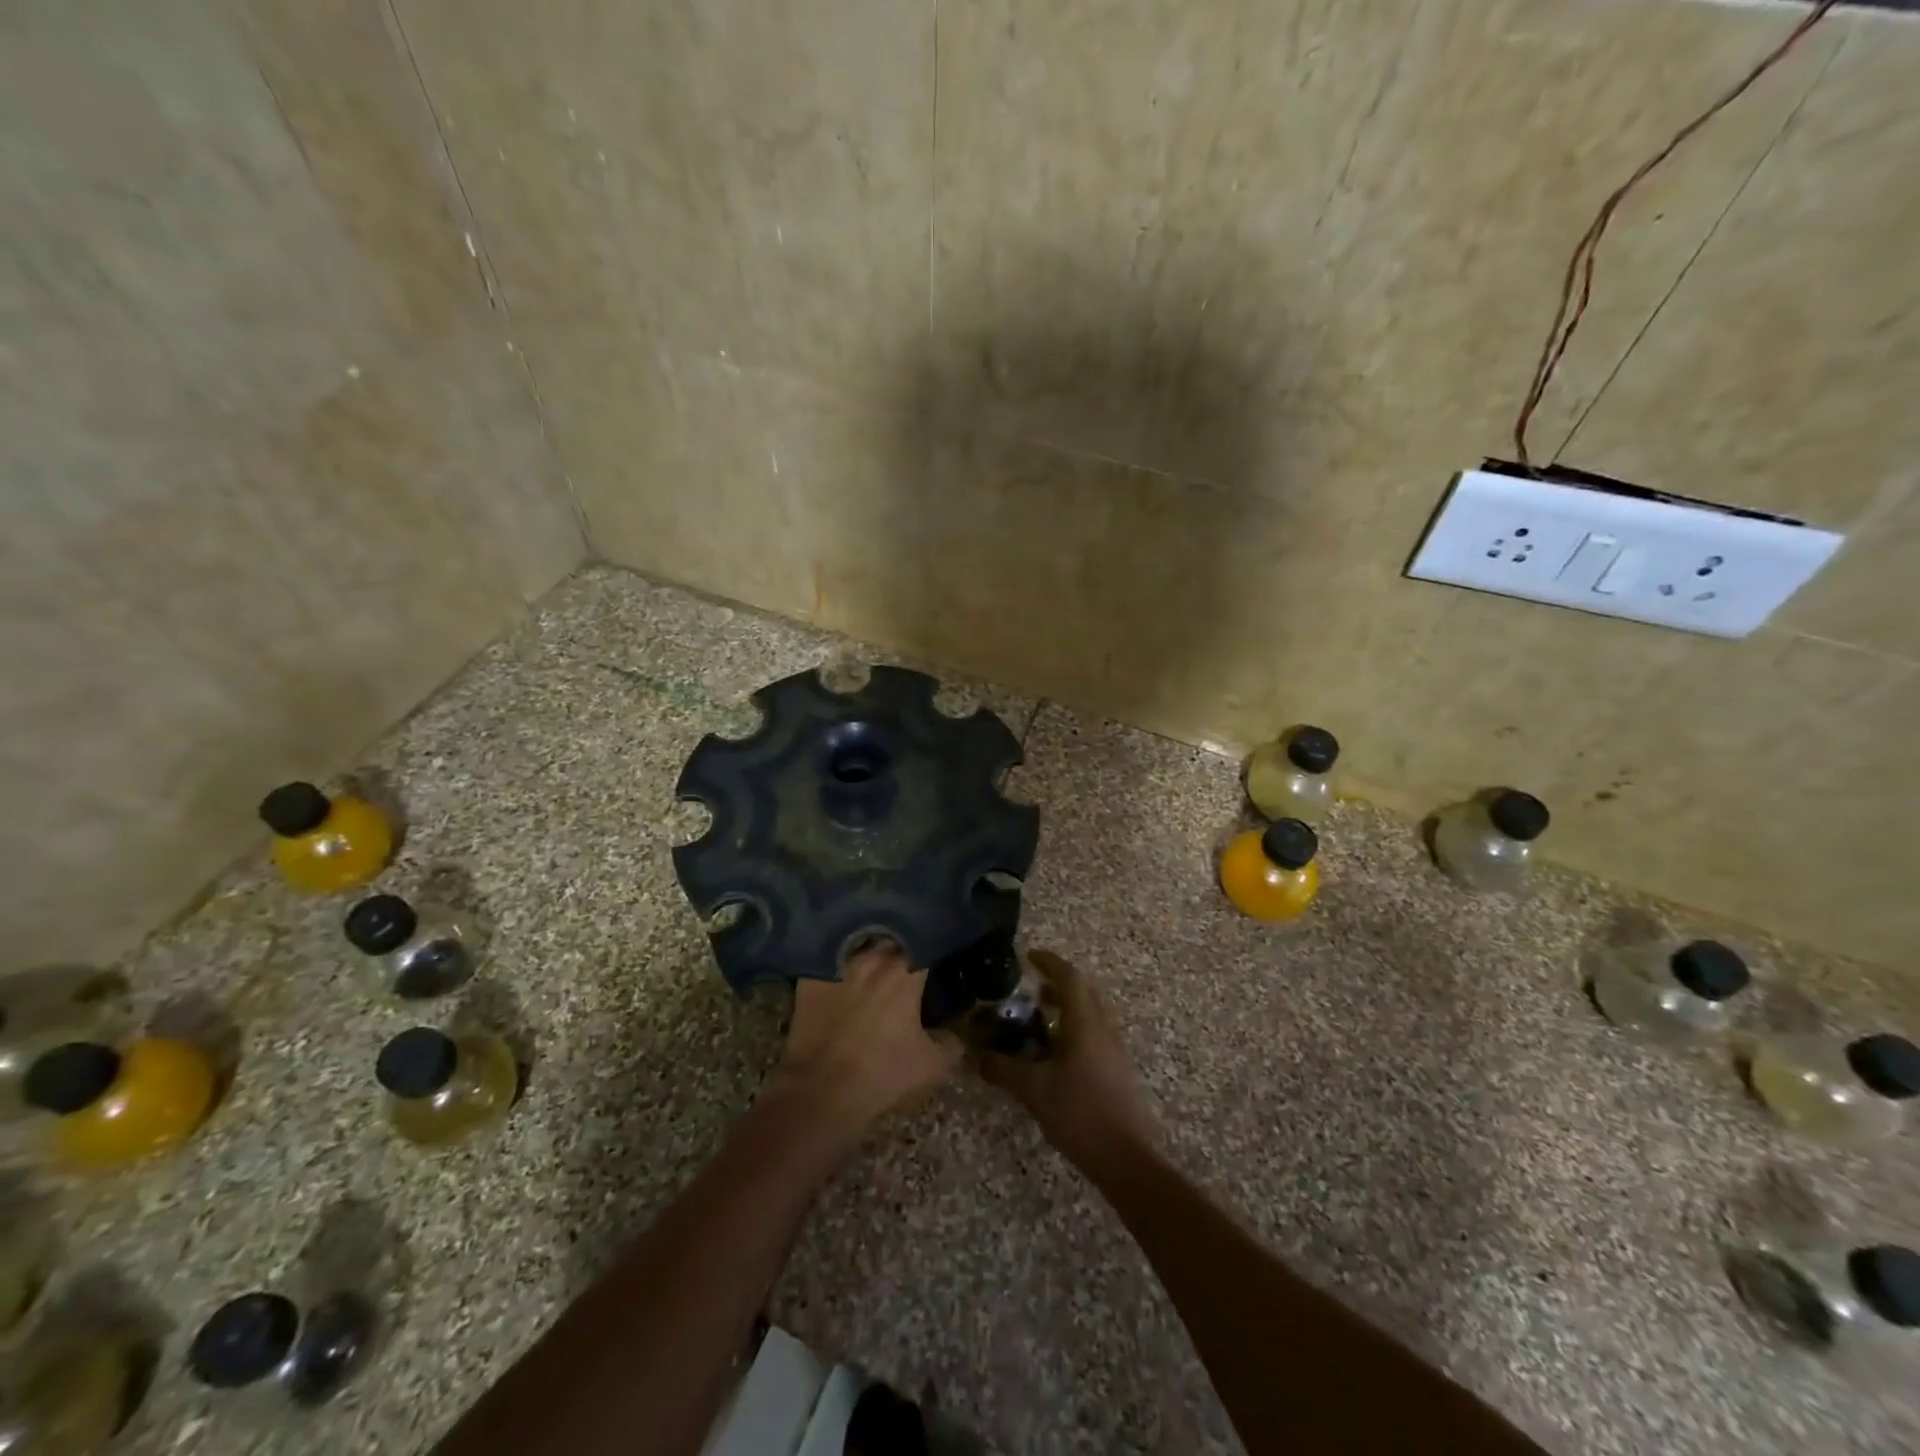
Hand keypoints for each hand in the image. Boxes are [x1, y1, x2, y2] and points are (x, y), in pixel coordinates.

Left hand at [771, 942, 961, 1138]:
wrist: (820, 1091)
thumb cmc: (882, 1074)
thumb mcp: (932, 1067)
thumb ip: (951, 1044)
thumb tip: (952, 1035)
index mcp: (905, 974)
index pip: (926, 948)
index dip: (932, 954)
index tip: (934, 965)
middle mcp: (873, 960)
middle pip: (892, 944)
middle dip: (900, 954)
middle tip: (905, 971)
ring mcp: (838, 966)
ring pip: (860, 950)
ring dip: (870, 958)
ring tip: (873, 973)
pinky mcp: (811, 979)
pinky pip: (829, 964)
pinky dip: (837, 969)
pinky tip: (841, 981)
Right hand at [978, 950, 1156, 1180]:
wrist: (1124, 1158)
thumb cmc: (1079, 1113)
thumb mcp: (1033, 1090)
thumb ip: (1003, 1069)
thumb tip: (977, 1057)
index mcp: (1085, 1023)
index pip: (1069, 977)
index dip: (1049, 962)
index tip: (1029, 956)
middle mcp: (1103, 1028)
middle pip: (1083, 991)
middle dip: (1057, 982)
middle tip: (1029, 987)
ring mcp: (1113, 1048)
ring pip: (1090, 1012)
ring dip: (1066, 1006)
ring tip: (1037, 1018)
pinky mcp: (1116, 1068)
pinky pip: (1093, 1032)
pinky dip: (1073, 1027)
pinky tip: (1054, 1051)